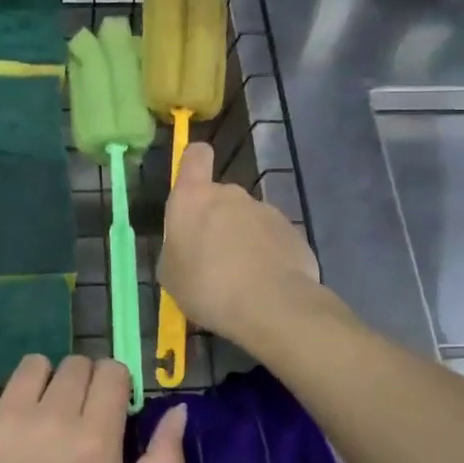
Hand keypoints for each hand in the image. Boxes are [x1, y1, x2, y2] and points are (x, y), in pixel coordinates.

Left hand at [0, 355, 186, 462]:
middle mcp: (52, 415)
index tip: (104, 407)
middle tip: (67, 418)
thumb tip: (178, 409)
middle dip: (78, 384)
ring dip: (38, 384)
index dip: (112, 385)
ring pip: (32, 364)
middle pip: (75, 363)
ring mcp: (4, 415)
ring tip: (30, 418)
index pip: (112, 370)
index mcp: (95, 437)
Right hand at [159, 142, 320, 348]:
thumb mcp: (170, 275)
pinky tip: (265, 285)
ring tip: (242, 279)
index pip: (195, 156)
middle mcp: (231, 195)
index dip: (194, 164)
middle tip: (213, 259)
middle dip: (218, 220)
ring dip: (244, 240)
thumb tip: (187, 247)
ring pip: (248, 220)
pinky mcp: (293, 232)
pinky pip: (272, 239)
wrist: (270, 306)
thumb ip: (177, 248)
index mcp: (193, 198)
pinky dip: (268, 255)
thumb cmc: (205, 286)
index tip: (192, 185)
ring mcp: (266, 211)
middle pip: (221, 196)